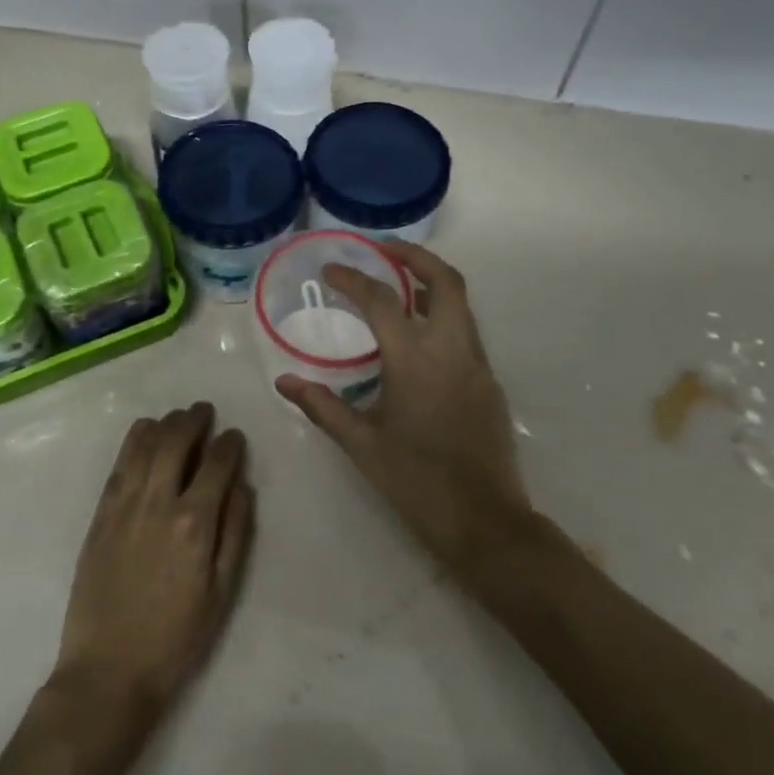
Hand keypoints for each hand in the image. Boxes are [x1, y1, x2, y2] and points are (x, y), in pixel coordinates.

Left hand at [51, 404, 254, 725]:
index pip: (217, 464)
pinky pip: (119, 464)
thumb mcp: (221, 593)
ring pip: (144, 445)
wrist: (109, 670)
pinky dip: (133, 440)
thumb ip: (235, 533)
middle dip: (194, 420)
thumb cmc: (175, 638)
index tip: (234, 436)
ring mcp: (124, 505)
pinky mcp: (100, 514)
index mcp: (194, 524)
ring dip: (164, 423)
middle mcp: (158, 502)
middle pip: (176, 442)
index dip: (229, 444)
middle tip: (204, 411)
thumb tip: (242, 486)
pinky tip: (143, 432)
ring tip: (176, 417)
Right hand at [277, 242, 529, 571]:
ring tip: (398, 285)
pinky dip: (442, 315)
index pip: (381, 300)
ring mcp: (478, 364)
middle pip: (444, 280)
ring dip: (431, 283)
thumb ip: (323, 406)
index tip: (330, 270)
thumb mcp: (362, 444)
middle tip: (383, 250)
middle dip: (414, 256)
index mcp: (415, 359)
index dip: (353, 279)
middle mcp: (452, 349)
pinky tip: (418, 336)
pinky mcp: (489, 382)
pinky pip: (466, 331)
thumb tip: (284, 382)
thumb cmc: (417, 482)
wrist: (485, 523)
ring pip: (461, 303)